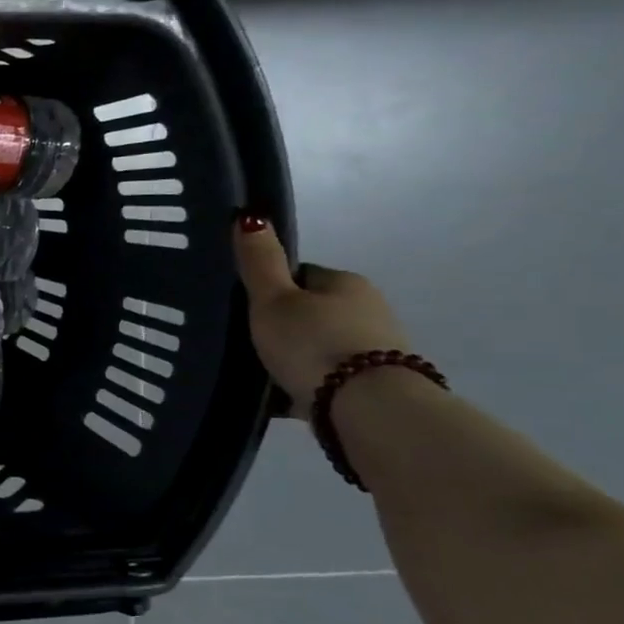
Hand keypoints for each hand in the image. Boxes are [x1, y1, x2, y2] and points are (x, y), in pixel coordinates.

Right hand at [233, 215, 411, 415]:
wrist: (366, 408)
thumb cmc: (313, 343)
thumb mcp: (273, 300)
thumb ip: (260, 262)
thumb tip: (250, 215)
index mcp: (346, 283)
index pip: (302, 276)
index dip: (272, 290)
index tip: (247, 310)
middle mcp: (369, 310)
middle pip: (312, 312)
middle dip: (284, 326)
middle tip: (249, 344)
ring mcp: (375, 349)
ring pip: (320, 346)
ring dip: (296, 357)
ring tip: (262, 375)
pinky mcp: (373, 386)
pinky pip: (329, 379)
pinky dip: (307, 385)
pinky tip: (283, 398)